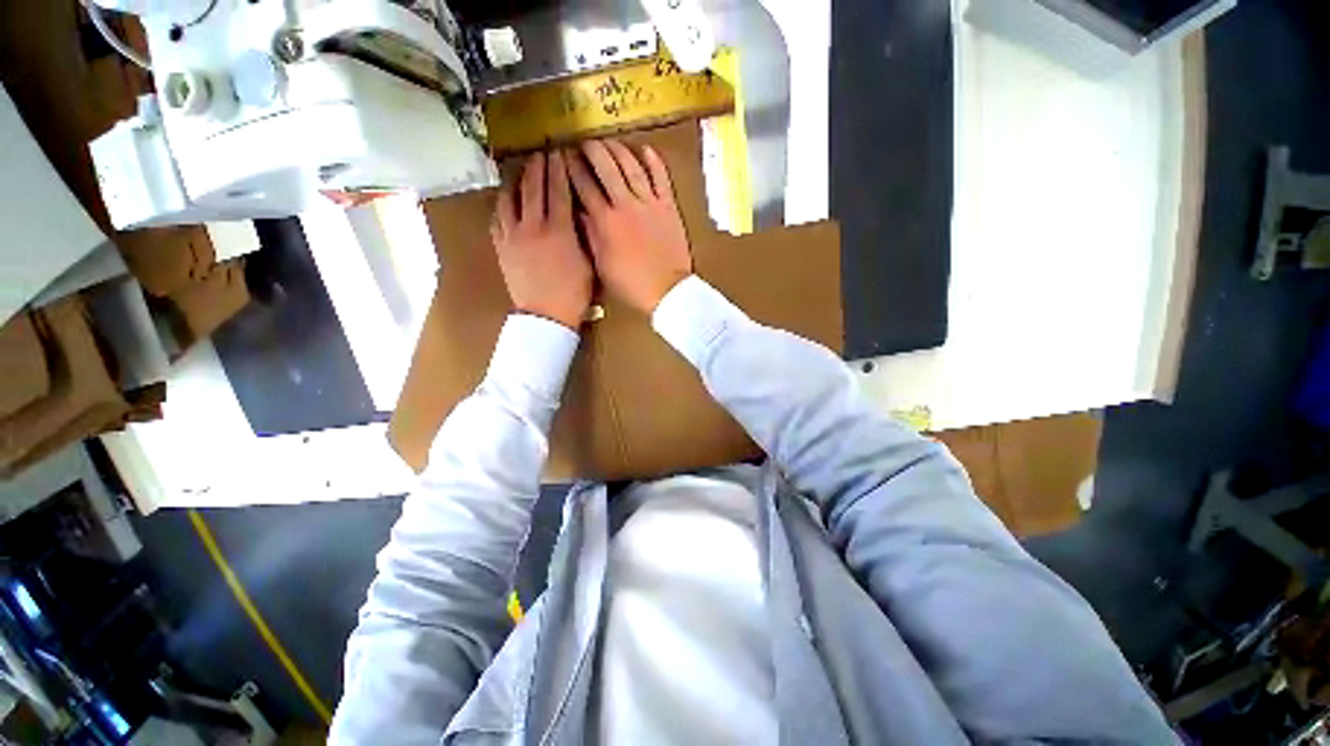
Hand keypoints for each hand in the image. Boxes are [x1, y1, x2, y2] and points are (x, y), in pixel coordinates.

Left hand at [491, 151, 592, 329]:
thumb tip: (579, 213)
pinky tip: (506, 200)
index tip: (561, 154)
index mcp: (559, 231)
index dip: (560, 170)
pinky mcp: (501, 246)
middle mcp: (533, 226)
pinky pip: (497, 218)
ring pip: (510, 198)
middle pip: (534, 188)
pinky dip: (502, 204)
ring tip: (521, 171)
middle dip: (538, 167)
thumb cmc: (574, 293)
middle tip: (541, 152)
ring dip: (517, 181)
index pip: (559, 191)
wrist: (546, 315)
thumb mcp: (588, 263)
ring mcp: (513, 235)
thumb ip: (583, 235)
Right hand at [567, 139, 692, 314]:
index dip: (573, 168)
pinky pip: (661, 178)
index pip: (584, 186)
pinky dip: (654, 162)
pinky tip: (645, 149)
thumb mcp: (602, 265)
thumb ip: (590, 235)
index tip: (564, 156)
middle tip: (584, 142)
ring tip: (608, 141)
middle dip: (592, 151)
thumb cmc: (631, 284)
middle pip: (606, 168)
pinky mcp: (669, 207)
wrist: (667, 291)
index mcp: (606, 222)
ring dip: (618, 150)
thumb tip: (577, 211)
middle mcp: (626, 205)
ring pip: (631, 167)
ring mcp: (650, 204)